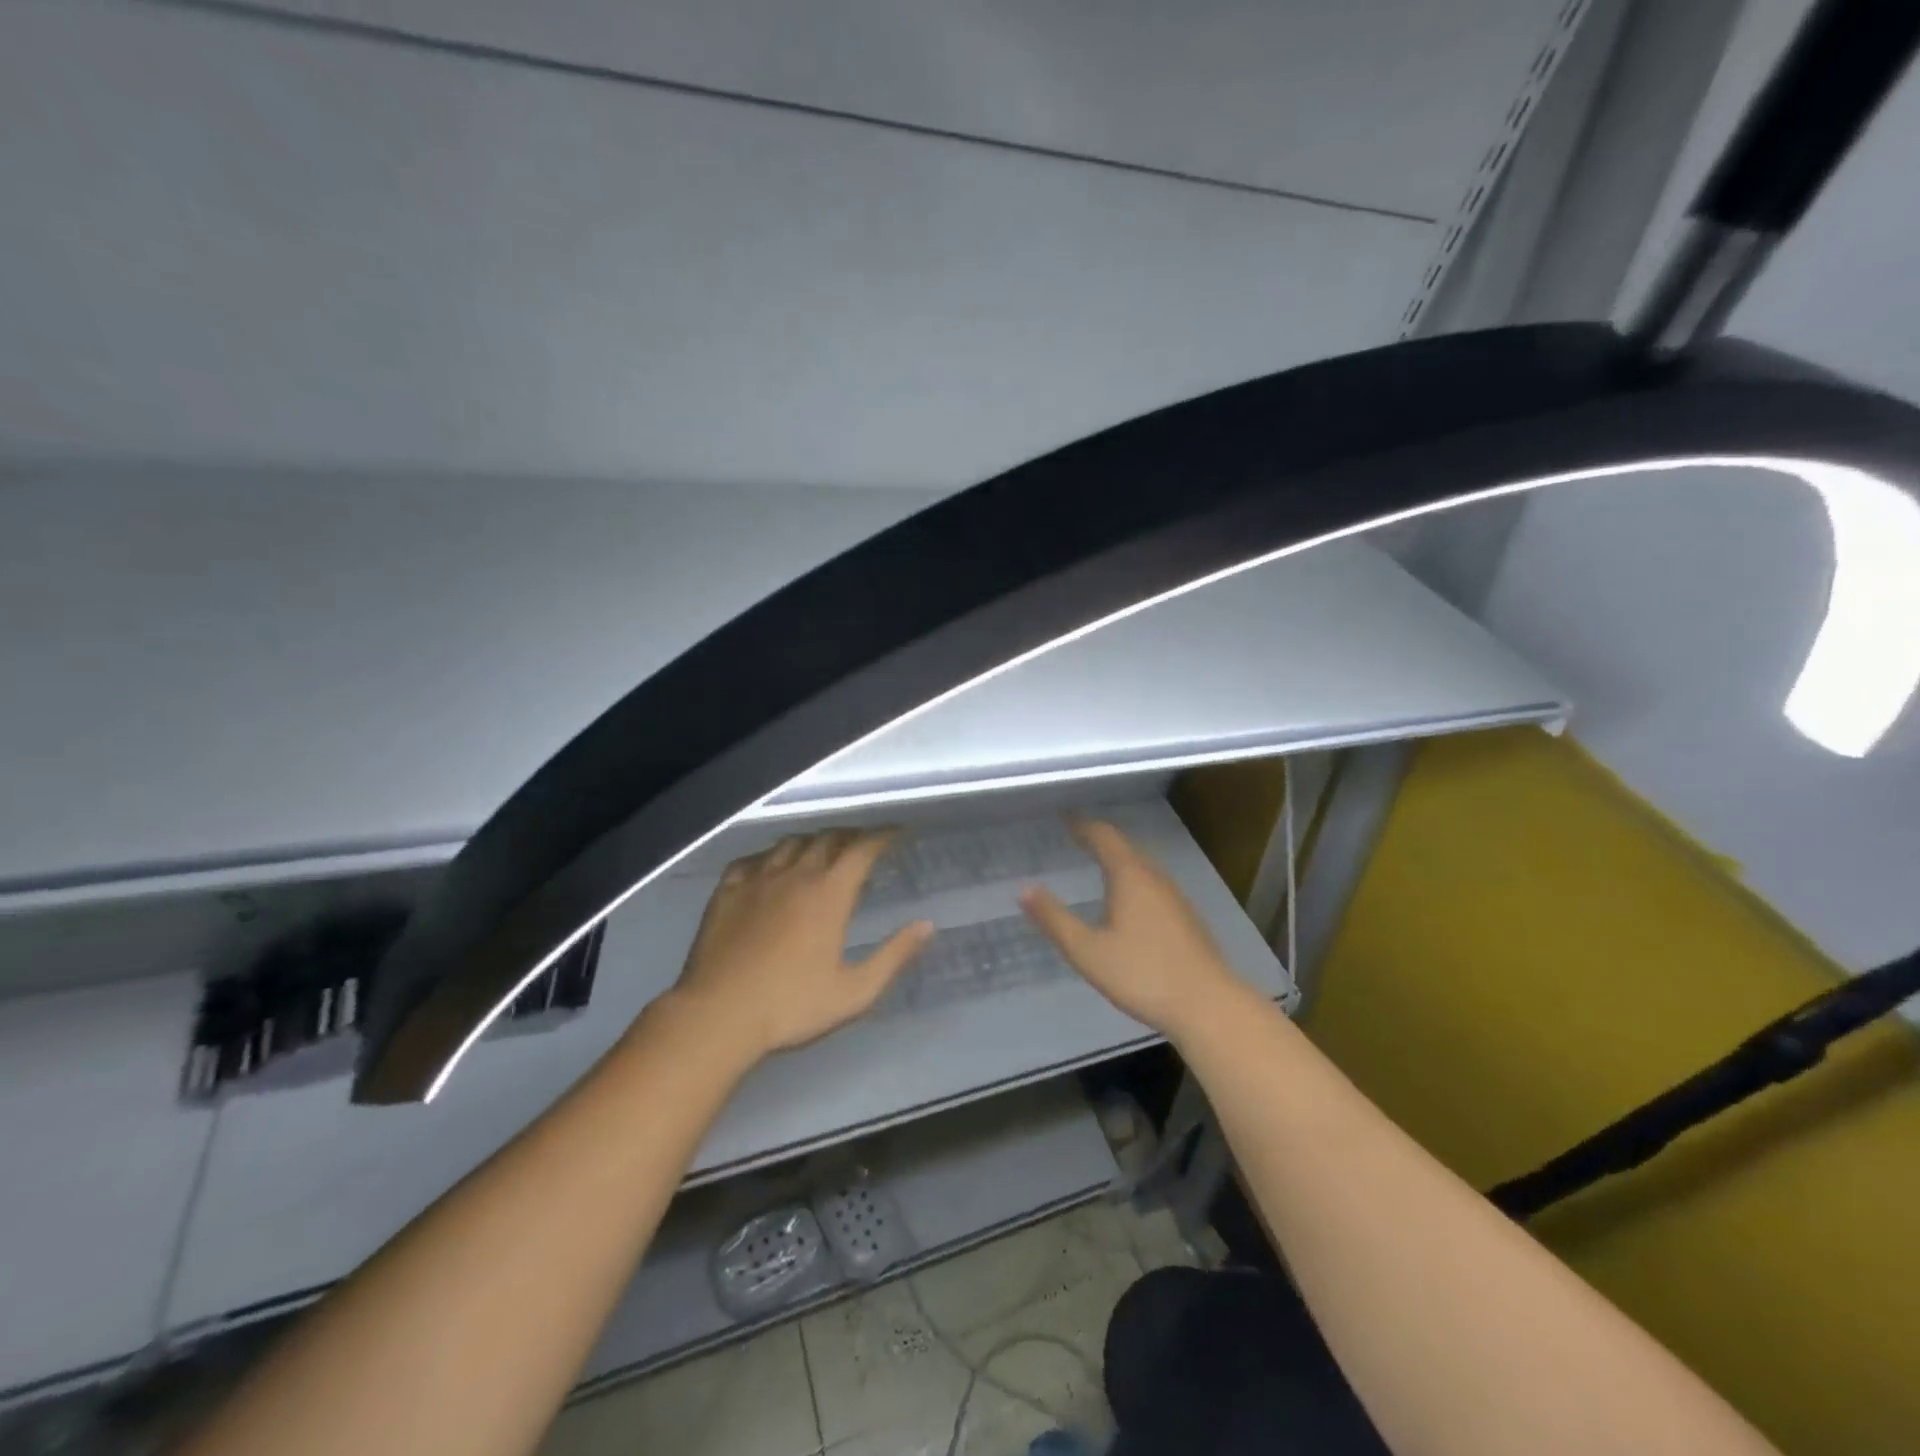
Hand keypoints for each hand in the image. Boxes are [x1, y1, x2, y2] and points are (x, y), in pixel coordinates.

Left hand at [668, 829, 932, 1065]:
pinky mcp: (726, 891)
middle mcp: (795, 875)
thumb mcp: (854, 992)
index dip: (883, 836)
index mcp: (829, 894)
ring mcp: (757, 880)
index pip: (862, 849)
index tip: (897, 832)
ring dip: (812, 840)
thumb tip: (927, 926)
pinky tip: (769, 866)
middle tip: (862, 842)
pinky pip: (751, 859)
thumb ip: (893, 956)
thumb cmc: (790, 1006)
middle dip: (850, 835)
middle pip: (827, 839)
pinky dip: (769, 856)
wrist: (717, 1015)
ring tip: (821, 849)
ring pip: (789, 843)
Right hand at [1021, 819, 1242, 1040]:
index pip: (1103, 836)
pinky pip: (1152, 885)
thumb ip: (1054, 919)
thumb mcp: (1087, 950)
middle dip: (1099, 839)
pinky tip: (1127, 902)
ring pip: (1142, 867)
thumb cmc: (1142, 974)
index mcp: (1129, 876)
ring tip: (1096, 864)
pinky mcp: (1186, 918)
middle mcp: (1154, 877)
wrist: (1209, 1006)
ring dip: (1118, 860)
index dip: (1082, 824)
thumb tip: (1023, 889)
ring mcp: (1175, 897)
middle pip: (1125, 848)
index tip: (1063, 817)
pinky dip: (1132, 880)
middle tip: (1075, 837)